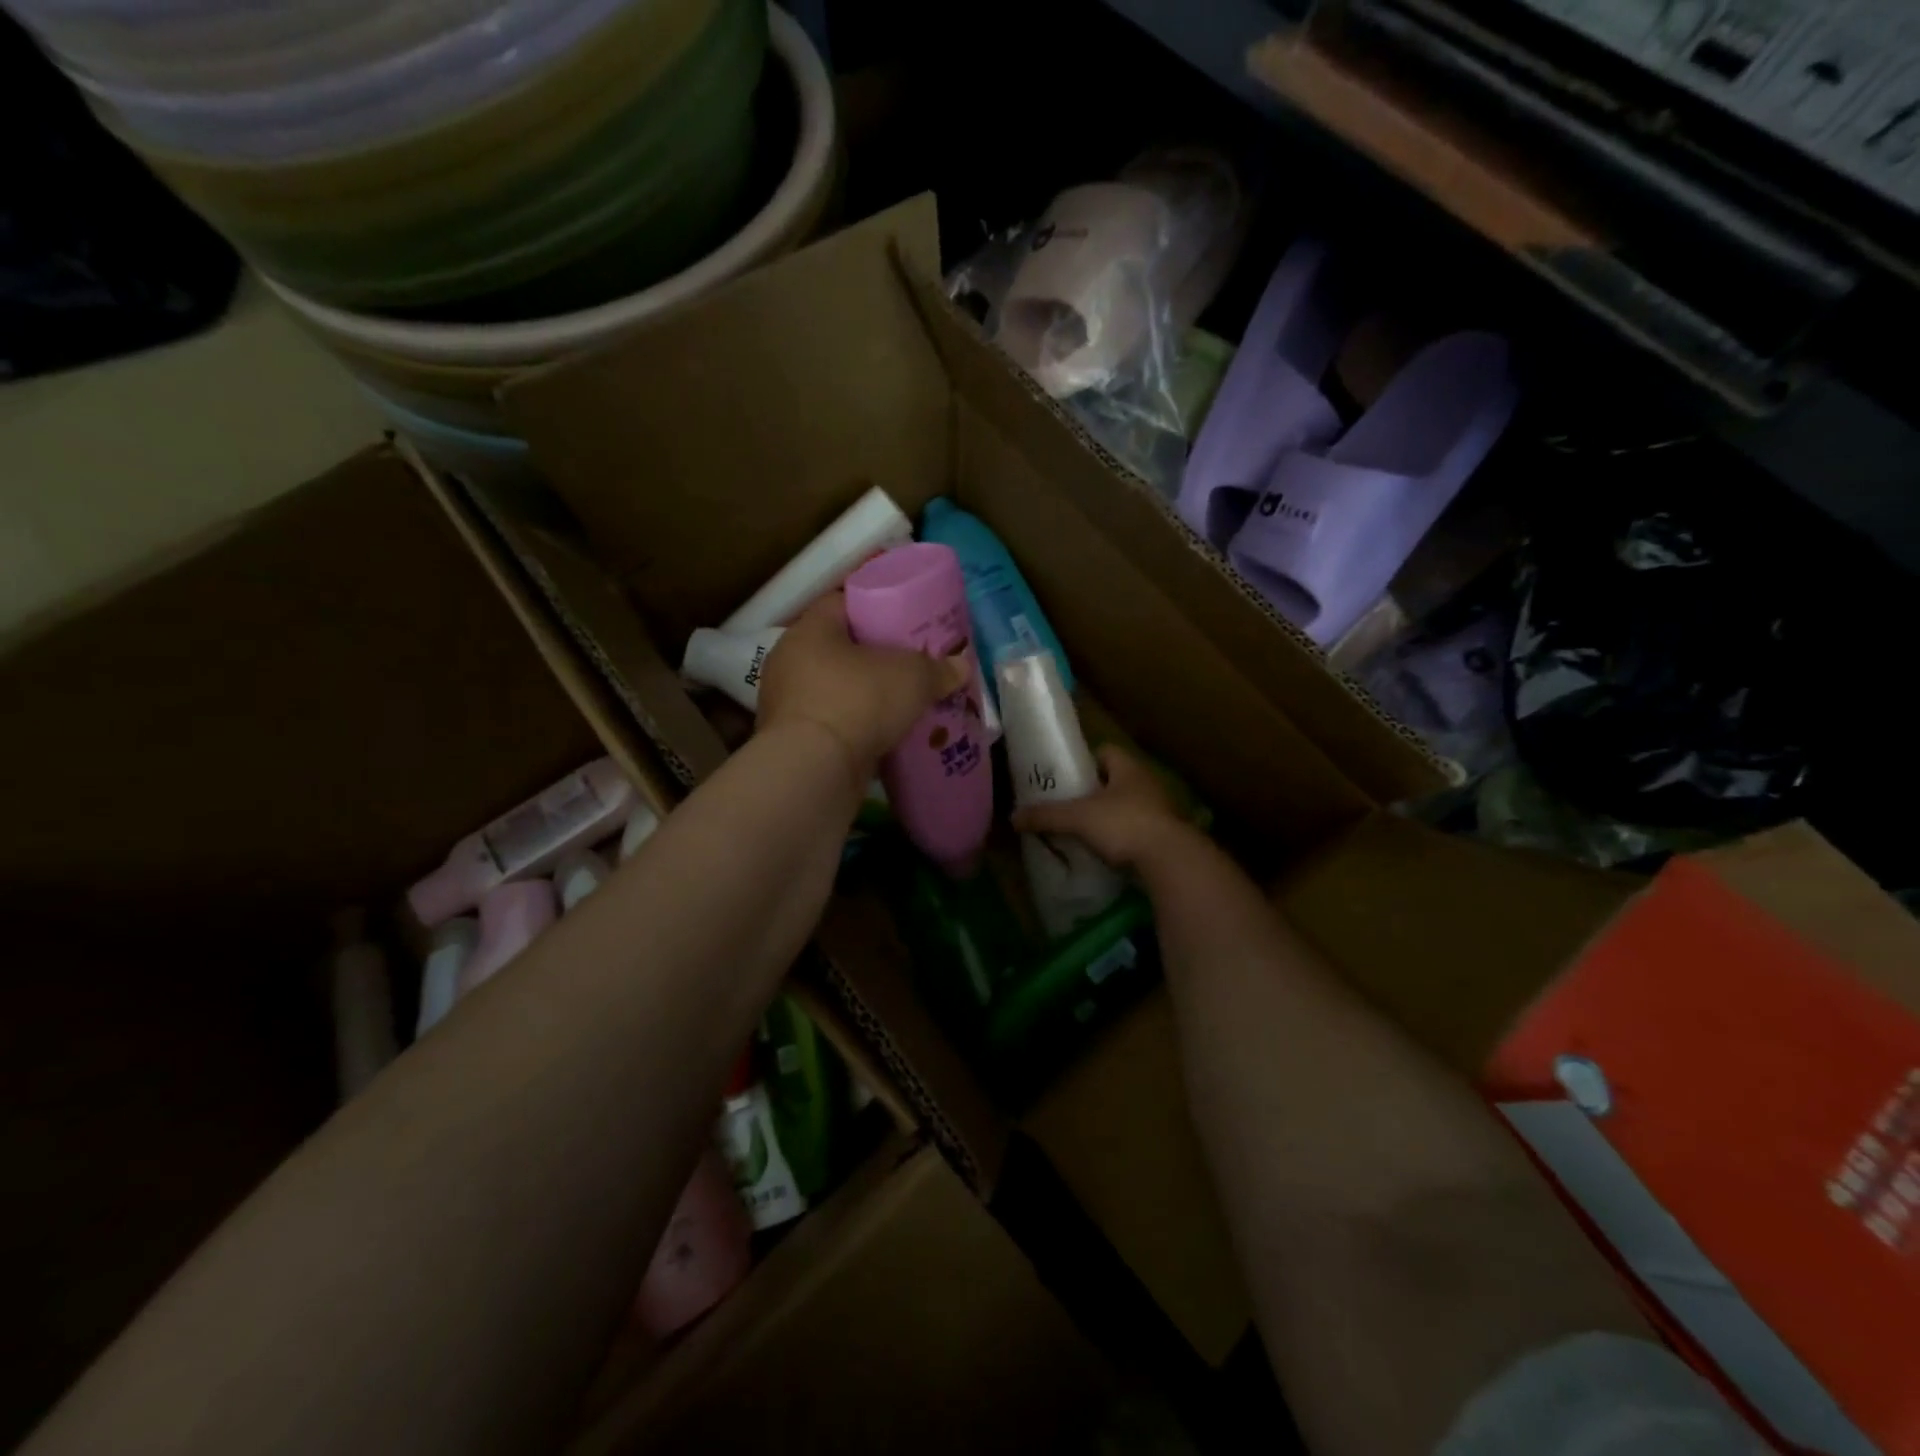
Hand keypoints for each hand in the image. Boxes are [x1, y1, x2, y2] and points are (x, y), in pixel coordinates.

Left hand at [757, 593, 970, 787]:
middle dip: (872, 657)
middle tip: (907, 664)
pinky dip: (852, 728)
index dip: (874, 608)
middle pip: (838, 649)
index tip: (903, 621)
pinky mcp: (791, 741)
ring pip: (833, 689)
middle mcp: (789, 661)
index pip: (840, 603)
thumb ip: (938, 669)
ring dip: (862, 696)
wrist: (815, 769)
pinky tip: (881, 736)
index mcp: (810, 630)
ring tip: (899, 704)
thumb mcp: (912, 677)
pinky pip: (830, 724)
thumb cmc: (859, 701)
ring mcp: (786, 703)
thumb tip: (962, 666)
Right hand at [1011, 744, 1190, 870]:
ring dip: (1109, 816)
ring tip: (1084, 830)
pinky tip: (1105, 851)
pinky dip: (1122, 838)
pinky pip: (1138, 830)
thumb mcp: (1077, 818)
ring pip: (1128, 806)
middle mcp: (1147, 782)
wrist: (1170, 860)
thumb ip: (1045, 815)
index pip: (1105, 751)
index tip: (1066, 777)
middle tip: (1069, 805)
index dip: (1084, 761)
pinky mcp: (1166, 835)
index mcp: (1128, 767)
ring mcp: (1161, 809)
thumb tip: (1013, 817)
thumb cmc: (1123, 824)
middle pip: (1115, 780)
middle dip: (1094, 791)